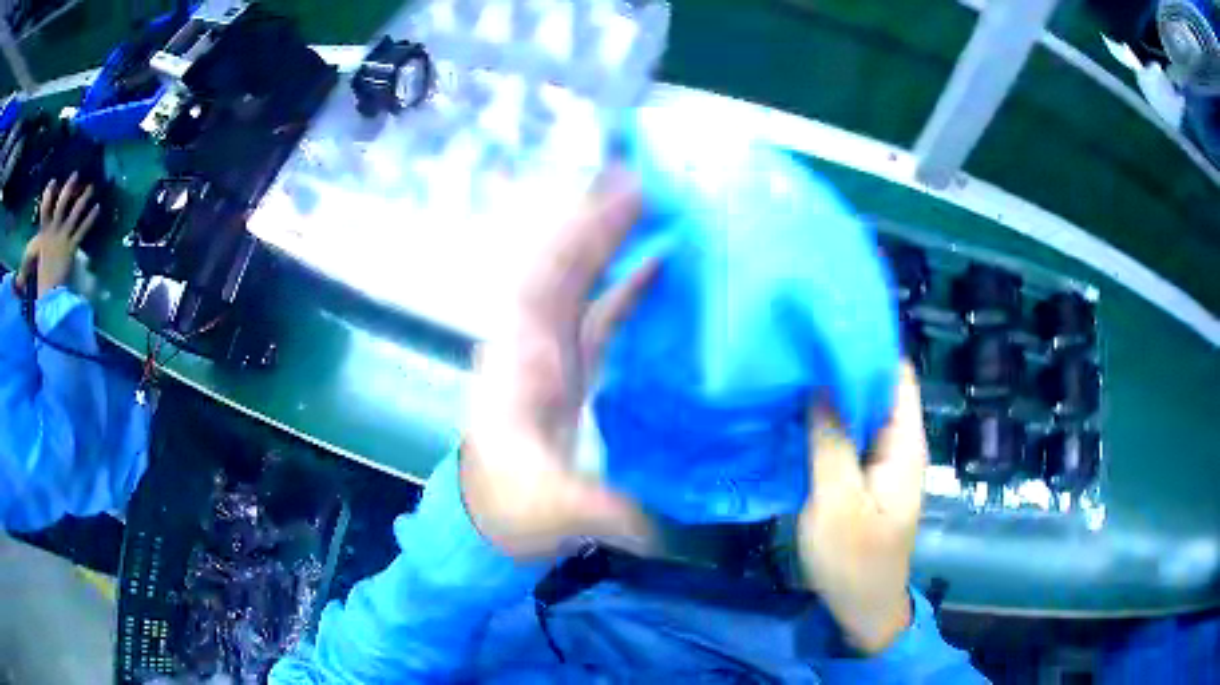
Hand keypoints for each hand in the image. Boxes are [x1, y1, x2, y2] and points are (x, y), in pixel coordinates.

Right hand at [17, 174, 99, 297]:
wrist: (48, 297)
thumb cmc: (39, 283)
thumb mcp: (31, 270)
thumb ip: (27, 267)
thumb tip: (17, 280)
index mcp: (43, 236)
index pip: (44, 211)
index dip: (47, 196)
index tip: (52, 181)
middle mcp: (54, 232)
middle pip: (61, 205)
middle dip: (68, 189)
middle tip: (75, 174)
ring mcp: (63, 238)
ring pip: (75, 213)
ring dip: (83, 199)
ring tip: (91, 187)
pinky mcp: (71, 247)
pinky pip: (82, 229)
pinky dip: (90, 218)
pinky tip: (98, 208)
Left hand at [461, 169, 656, 559]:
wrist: (488, 522)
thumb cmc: (508, 509)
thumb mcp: (554, 513)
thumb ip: (606, 513)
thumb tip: (672, 521)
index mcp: (522, 363)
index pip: (547, 280)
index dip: (580, 235)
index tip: (618, 196)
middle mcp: (534, 345)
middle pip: (565, 269)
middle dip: (600, 223)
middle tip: (648, 181)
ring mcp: (555, 354)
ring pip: (583, 284)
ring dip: (613, 245)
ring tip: (657, 207)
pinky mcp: (573, 369)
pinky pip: (601, 313)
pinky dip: (627, 285)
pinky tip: (659, 266)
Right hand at [798, 363, 927, 654]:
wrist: (862, 609)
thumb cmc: (854, 561)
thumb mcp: (837, 502)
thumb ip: (831, 441)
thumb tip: (820, 383)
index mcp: (904, 444)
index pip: (896, 375)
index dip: (867, 347)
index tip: (825, 328)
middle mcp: (897, 445)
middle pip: (876, 390)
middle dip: (840, 367)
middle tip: (795, 347)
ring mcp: (880, 463)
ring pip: (859, 414)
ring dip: (830, 396)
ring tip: (789, 372)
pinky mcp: (862, 478)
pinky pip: (846, 438)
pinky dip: (825, 424)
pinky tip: (794, 416)